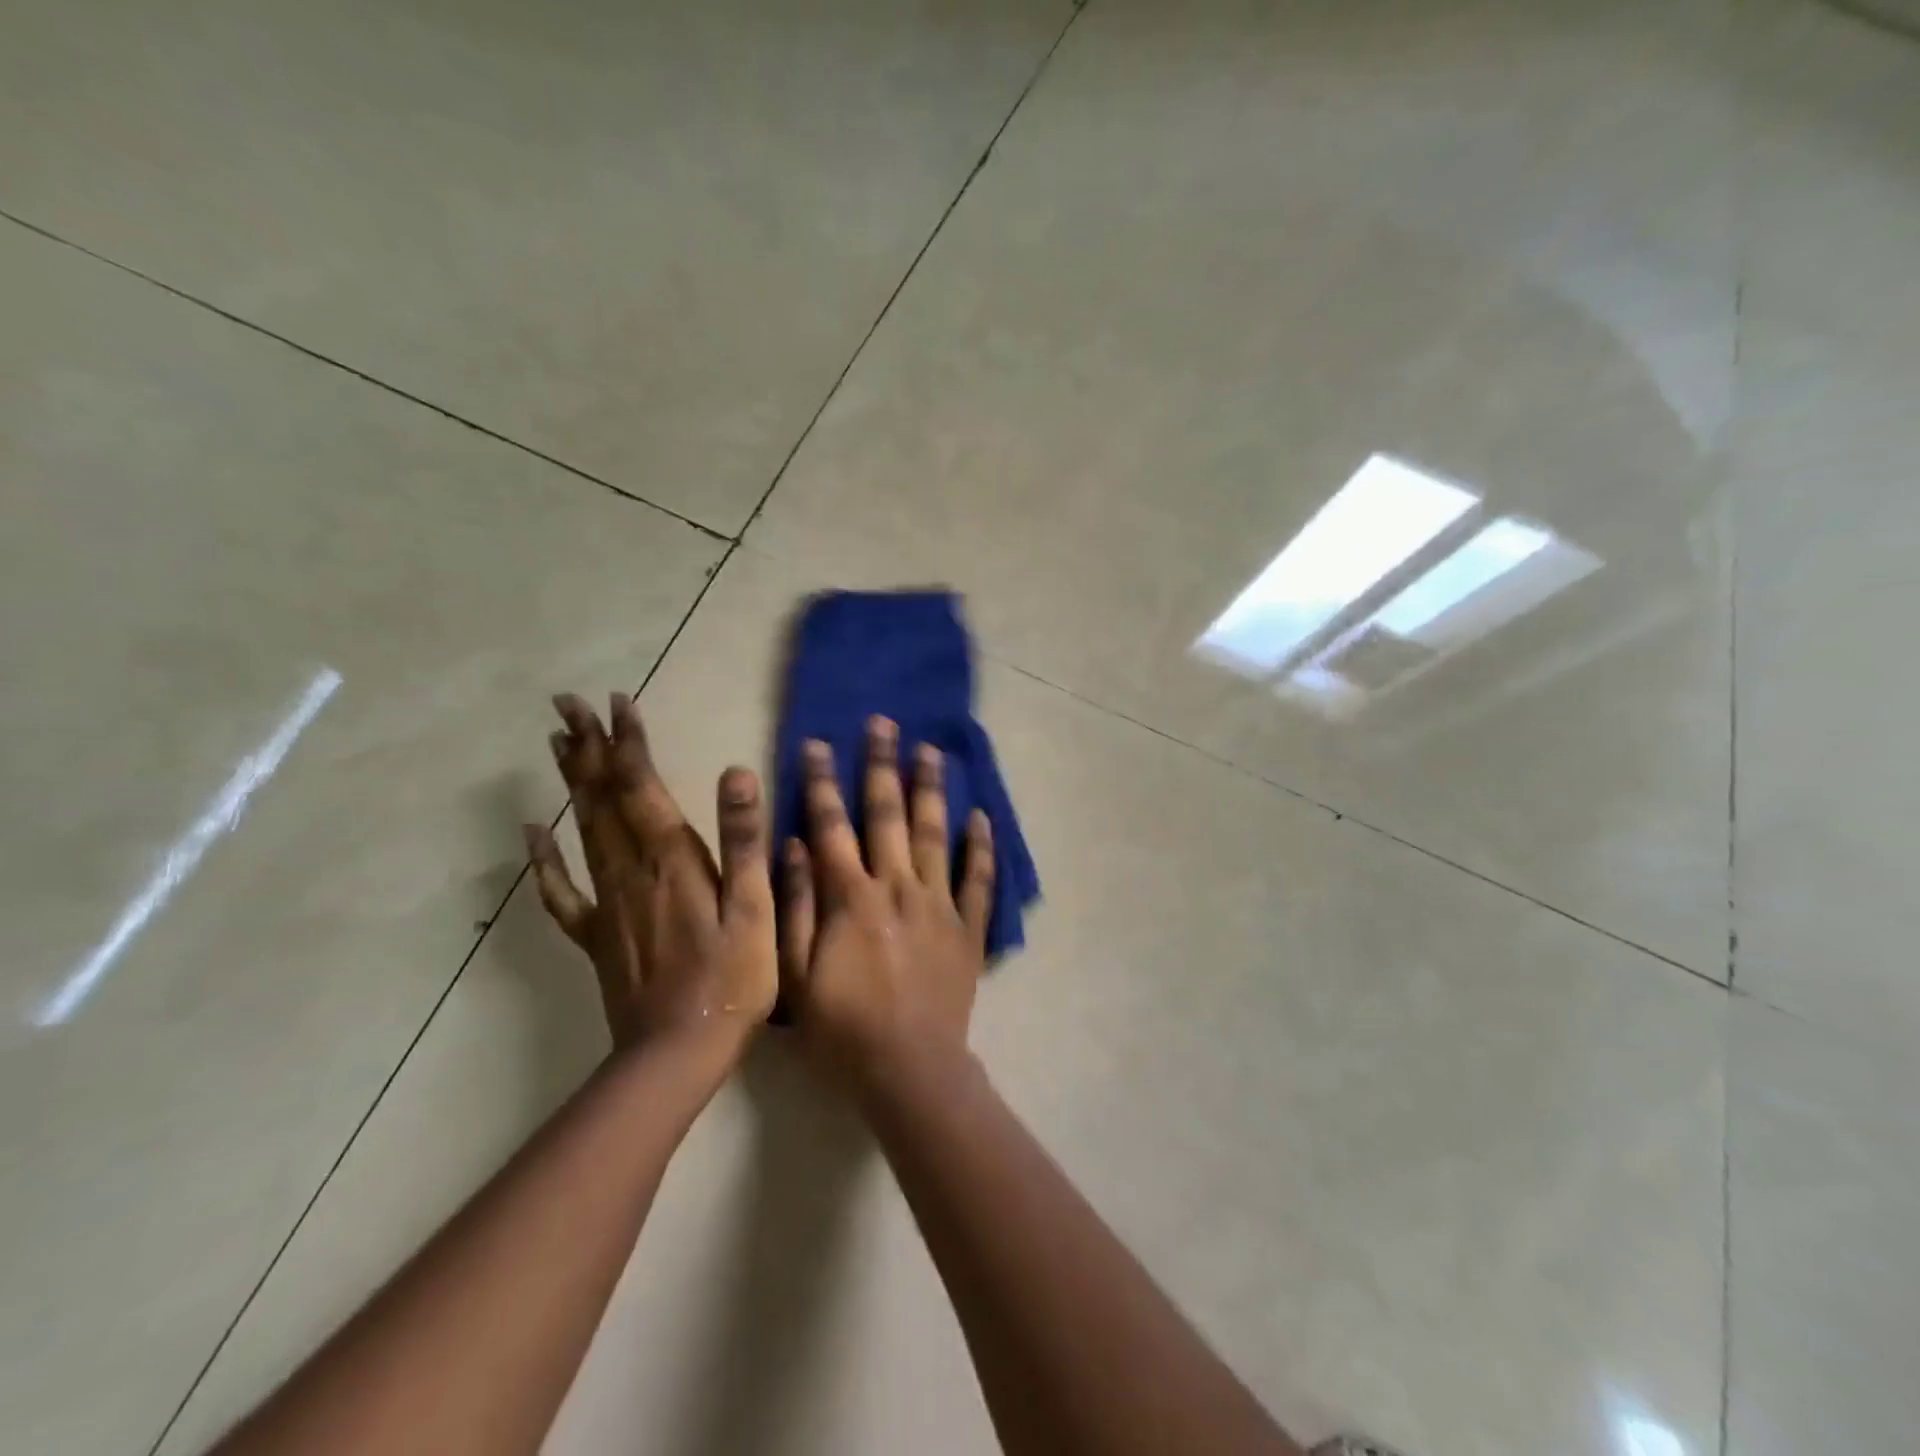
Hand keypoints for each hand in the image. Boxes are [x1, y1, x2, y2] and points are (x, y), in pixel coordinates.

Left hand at [523, 693, 776, 1053]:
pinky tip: (532, 832)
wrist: (677, 1053)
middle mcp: (630, 870)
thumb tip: (736, 773)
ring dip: (571, 783)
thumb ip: (742, 840)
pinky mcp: (595, 936)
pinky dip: (543, 858)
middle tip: (567, 704)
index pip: (642, 786)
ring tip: (558, 744)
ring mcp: (606, 903)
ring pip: (582, 829)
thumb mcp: (755, 908)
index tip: (616, 701)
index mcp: (671, 860)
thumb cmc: (732, 979)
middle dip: (587, 747)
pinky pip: (561, 890)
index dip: (628, 742)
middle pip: (602, 798)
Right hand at [779, 715, 995, 1092]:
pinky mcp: (968, 927)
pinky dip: (982, 846)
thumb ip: (797, 906)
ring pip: (936, 833)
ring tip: (931, 751)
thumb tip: (794, 845)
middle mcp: (898, 886)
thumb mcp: (796, 975)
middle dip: (881, 765)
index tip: (816, 744)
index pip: (832, 825)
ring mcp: (939, 903)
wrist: (910, 1072)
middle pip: (888, 814)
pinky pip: (979, 878)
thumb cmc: (843, 1029)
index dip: (821, 782)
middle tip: (884, 723)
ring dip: (931, 789)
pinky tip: (981, 816)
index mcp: (852, 896)